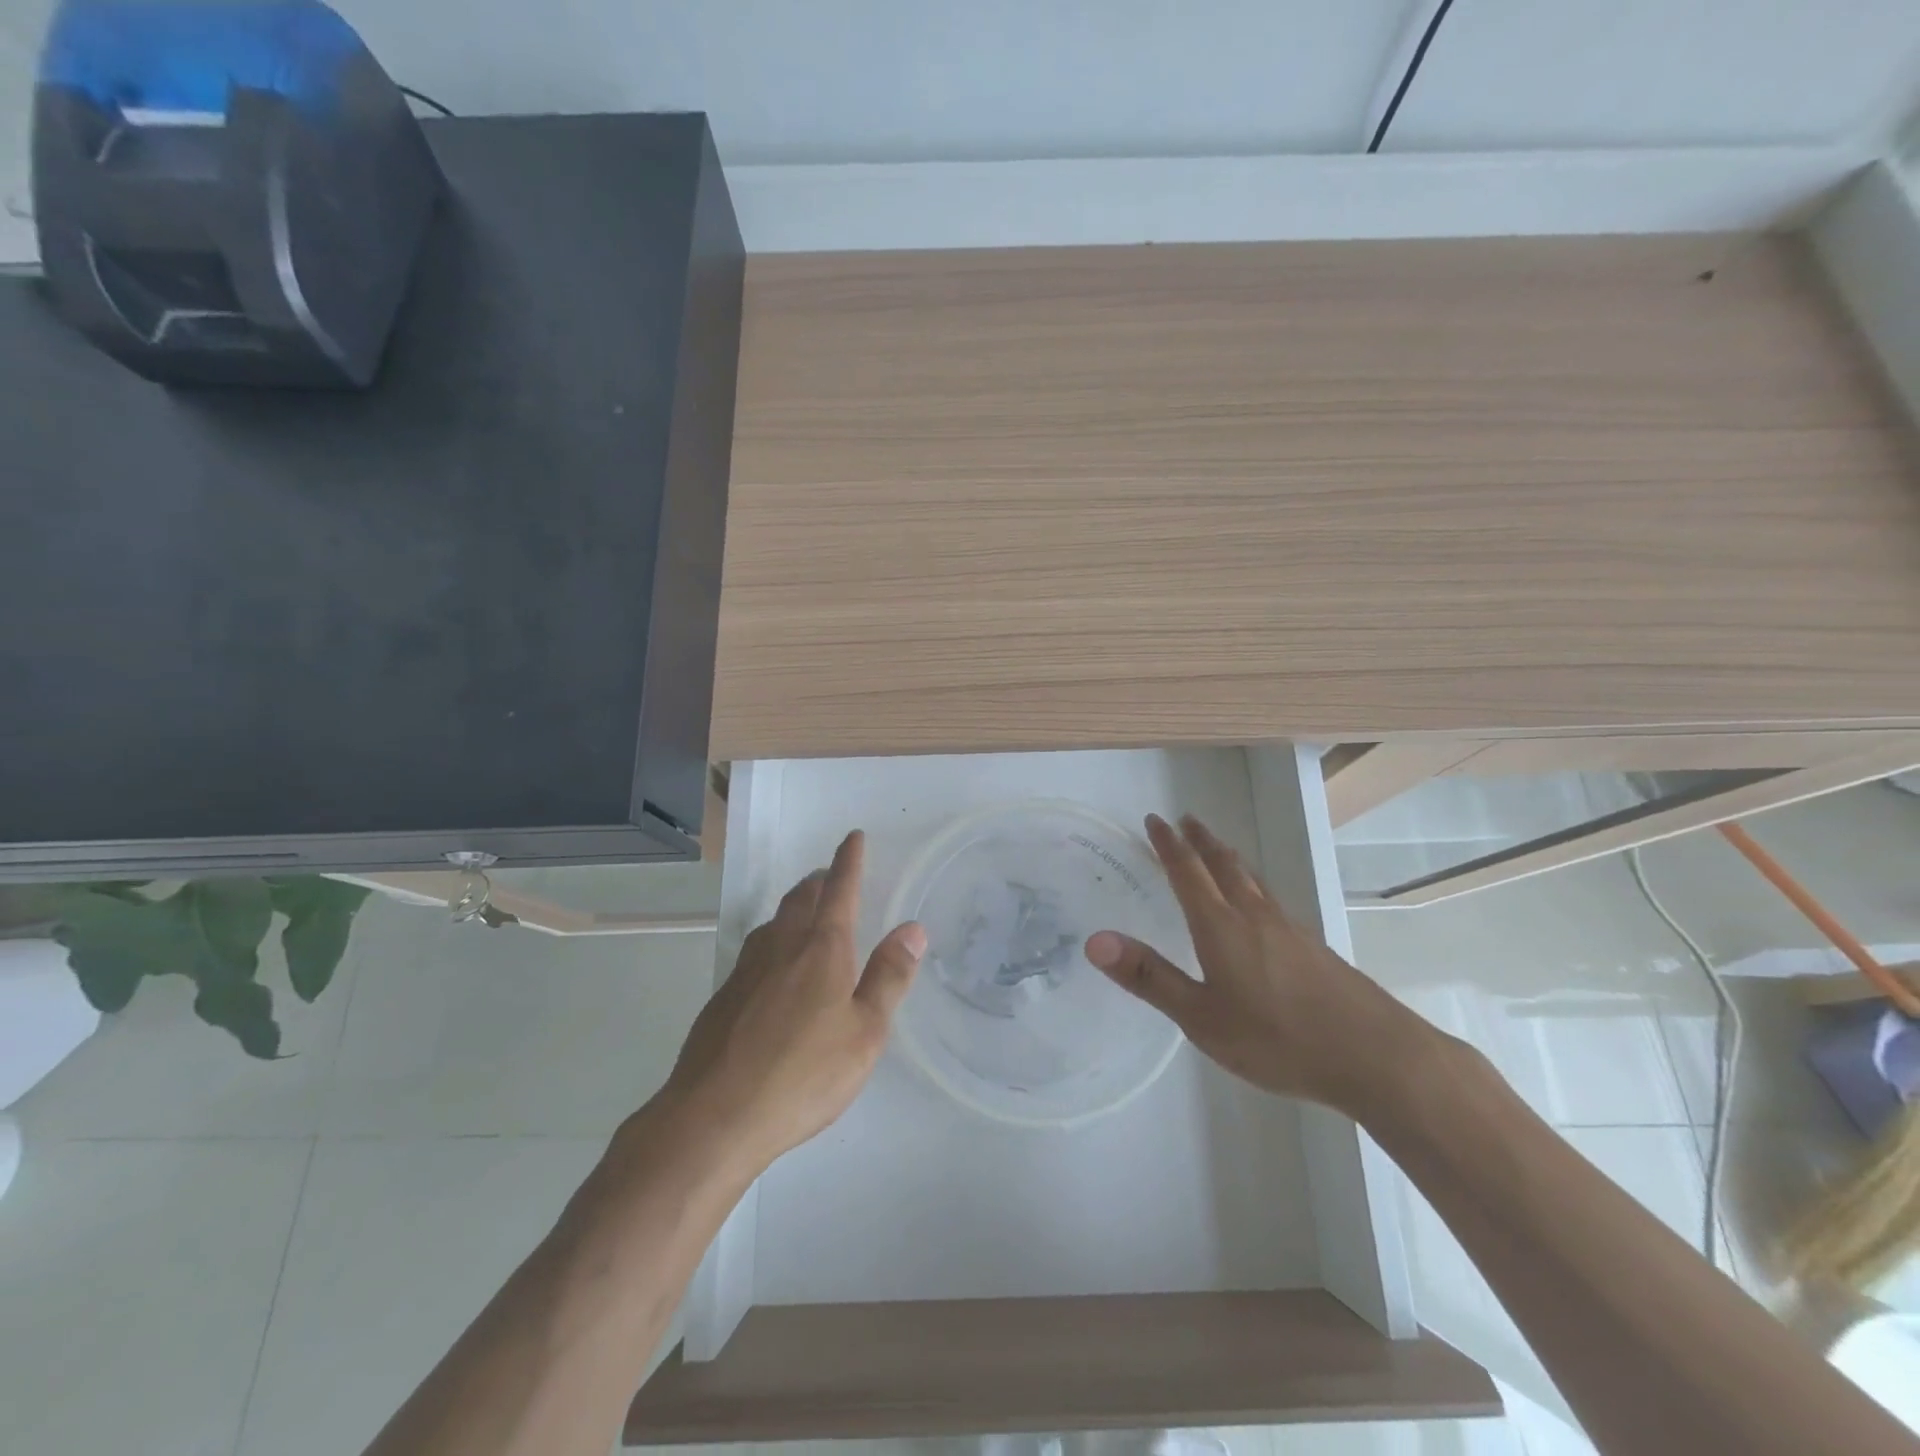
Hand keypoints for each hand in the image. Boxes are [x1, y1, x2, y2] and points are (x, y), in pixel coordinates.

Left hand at [660, 830, 925, 1173]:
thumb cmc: (804, 1074)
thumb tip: (912, 928)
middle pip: (802, 898)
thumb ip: (889, 977)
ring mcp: (747, 970)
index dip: (849, 861)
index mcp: (822, 949)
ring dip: (794, 905)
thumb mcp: (865, 1032)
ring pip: (774, 921)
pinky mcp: (723, 996)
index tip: (854, 837)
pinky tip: (773, 964)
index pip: (840, 890)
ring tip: (805, 909)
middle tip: (830, 873)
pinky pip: (755, 949)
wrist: (714, 1116)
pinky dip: (773, 938)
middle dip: (819, 880)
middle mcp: (782, 947)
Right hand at [1085, 814, 1436, 1115]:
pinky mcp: (1314, 947)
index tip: (1153, 819)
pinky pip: (1271, 899)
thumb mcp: (1200, 1017)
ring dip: (1228, 857)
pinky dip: (1253, 884)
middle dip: (1200, 840)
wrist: (1375, 1056)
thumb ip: (1149, 977)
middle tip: (1185, 819)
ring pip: (1252, 879)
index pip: (1188, 872)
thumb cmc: (1277, 1039)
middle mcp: (1254, 916)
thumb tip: (1094, 940)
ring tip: (1218, 849)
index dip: (1167, 844)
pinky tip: (1260, 905)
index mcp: (1221, 927)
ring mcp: (1289, 929)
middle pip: (1224, 864)